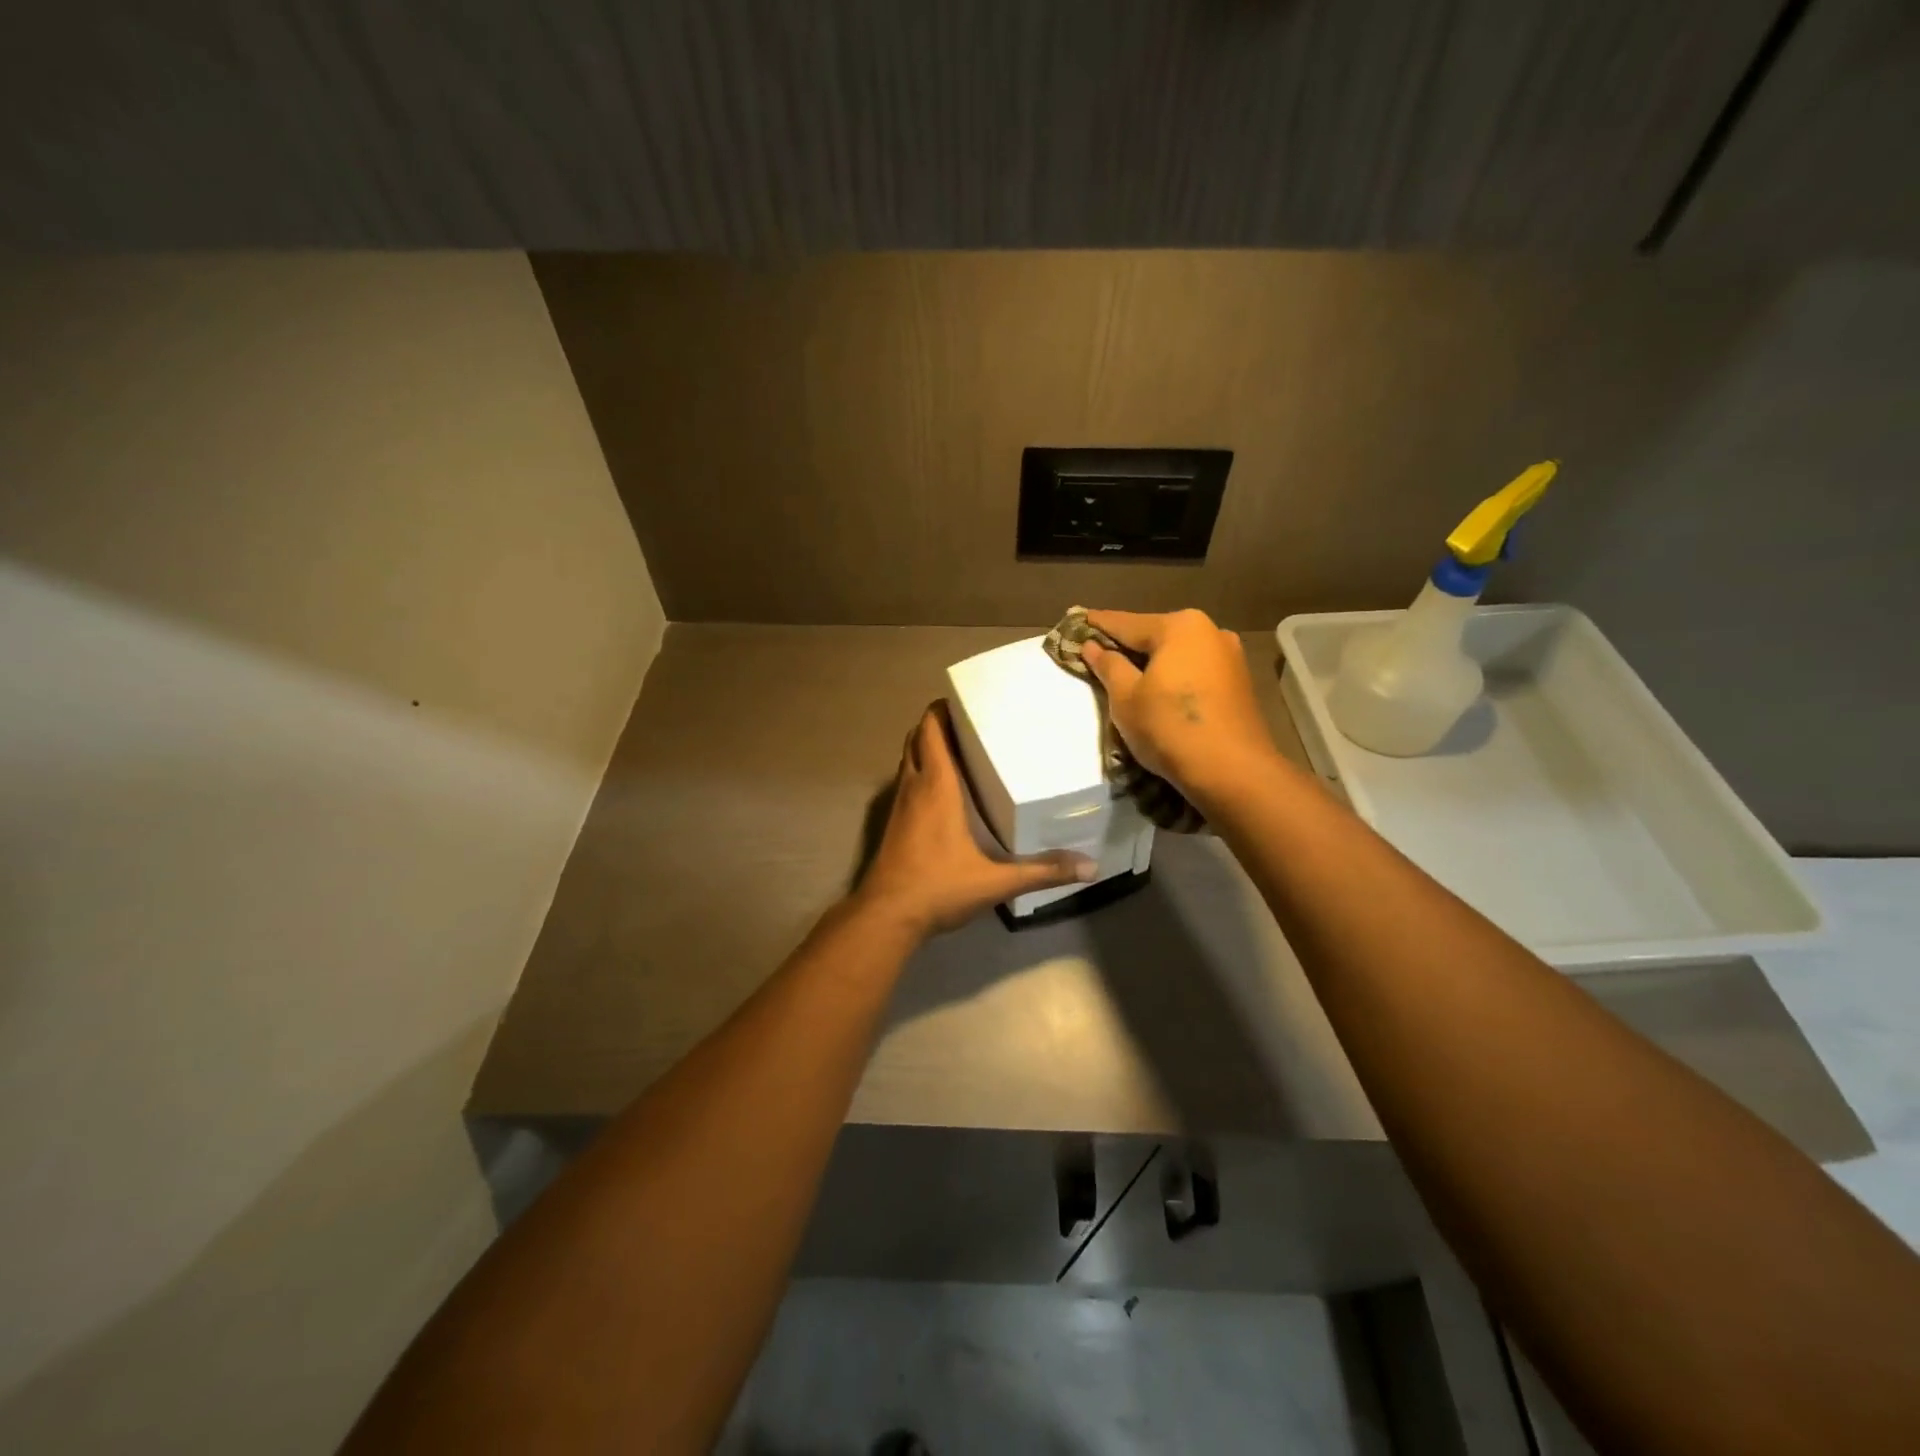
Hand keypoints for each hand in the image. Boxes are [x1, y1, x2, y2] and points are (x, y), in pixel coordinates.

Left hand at [854, 703, 1096, 937]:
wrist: (886, 916)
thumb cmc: (938, 887)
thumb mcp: (996, 881)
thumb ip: (1042, 872)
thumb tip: (1090, 867)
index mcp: (936, 786)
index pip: (930, 730)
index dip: (941, 709)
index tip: (966, 700)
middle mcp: (913, 787)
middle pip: (916, 739)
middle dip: (936, 725)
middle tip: (970, 724)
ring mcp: (899, 806)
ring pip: (908, 761)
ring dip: (926, 749)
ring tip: (961, 750)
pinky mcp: (893, 824)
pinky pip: (906, 783)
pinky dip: (921, 773)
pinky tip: (944, 792)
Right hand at [1080, 609, 1279, 802]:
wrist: (1232, 771)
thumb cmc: (1169, 727)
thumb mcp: (1126, 698)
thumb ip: (1109, 666)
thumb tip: (1092, 646)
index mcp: (1180, 626)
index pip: (1127, 623)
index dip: (1098, 624)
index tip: (1077, 620)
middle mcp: (1210, 631)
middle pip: (1156, 635)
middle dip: (1128, 644)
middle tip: (1099, 650)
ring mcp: (1230, 657)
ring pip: (1178, 654)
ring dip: (1153, 662)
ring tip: (1127, 673)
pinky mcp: (1239, 684)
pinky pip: (1195, 671)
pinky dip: (1174, 676)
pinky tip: (1160, 690)